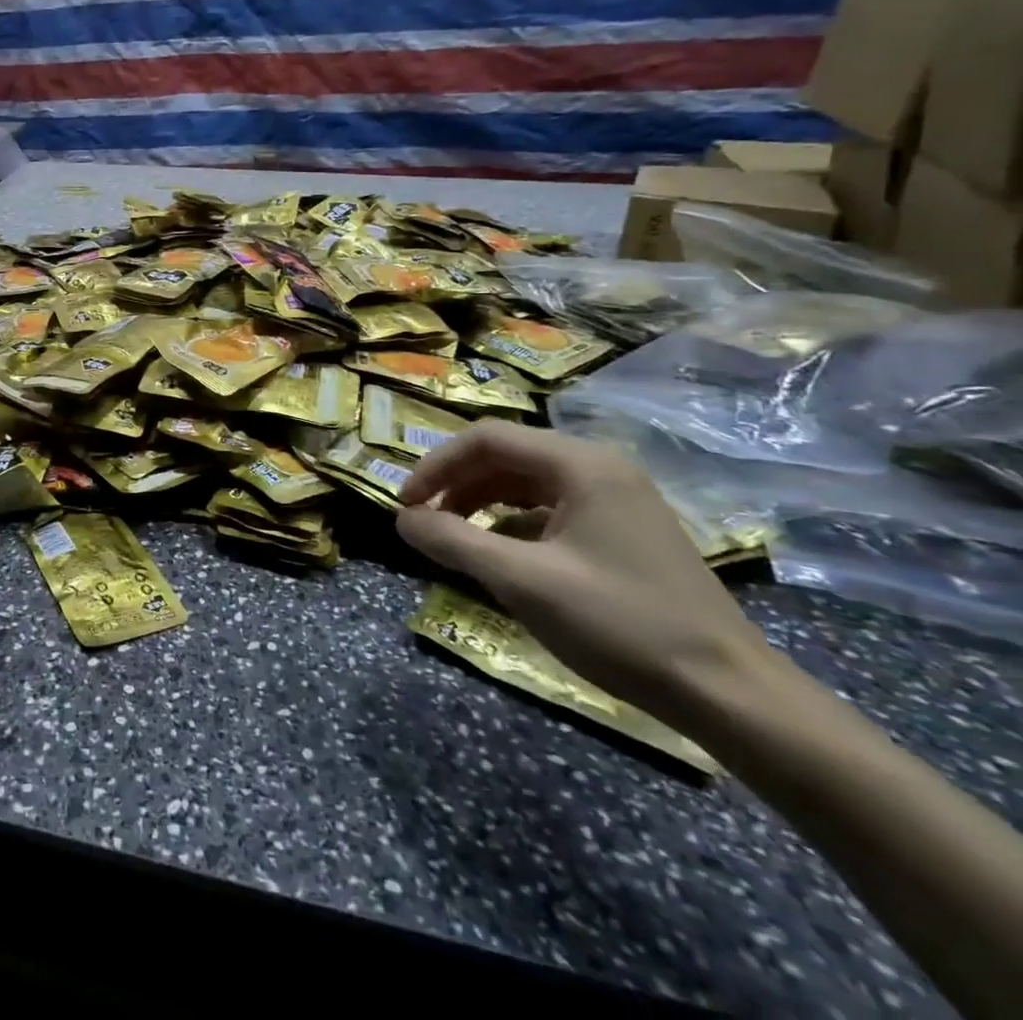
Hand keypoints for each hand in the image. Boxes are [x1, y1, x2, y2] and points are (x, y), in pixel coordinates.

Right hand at [395, 422, 769, 722]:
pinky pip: (550, 510)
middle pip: (506, 456)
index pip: (487, 439)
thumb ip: (454, 542)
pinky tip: (499, 556)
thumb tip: (402, 520)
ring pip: (526, 483)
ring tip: (453, 537)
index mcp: (581, 465)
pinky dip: (511, 524)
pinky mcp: (623, 533)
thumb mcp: (523, 581)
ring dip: (480, 503)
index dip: (436, 465)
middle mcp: (600, 470)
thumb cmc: (621, 624)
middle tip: (424, 521)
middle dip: (456, 484)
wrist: (729, 694)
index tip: (406, 504)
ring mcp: (616, 501)